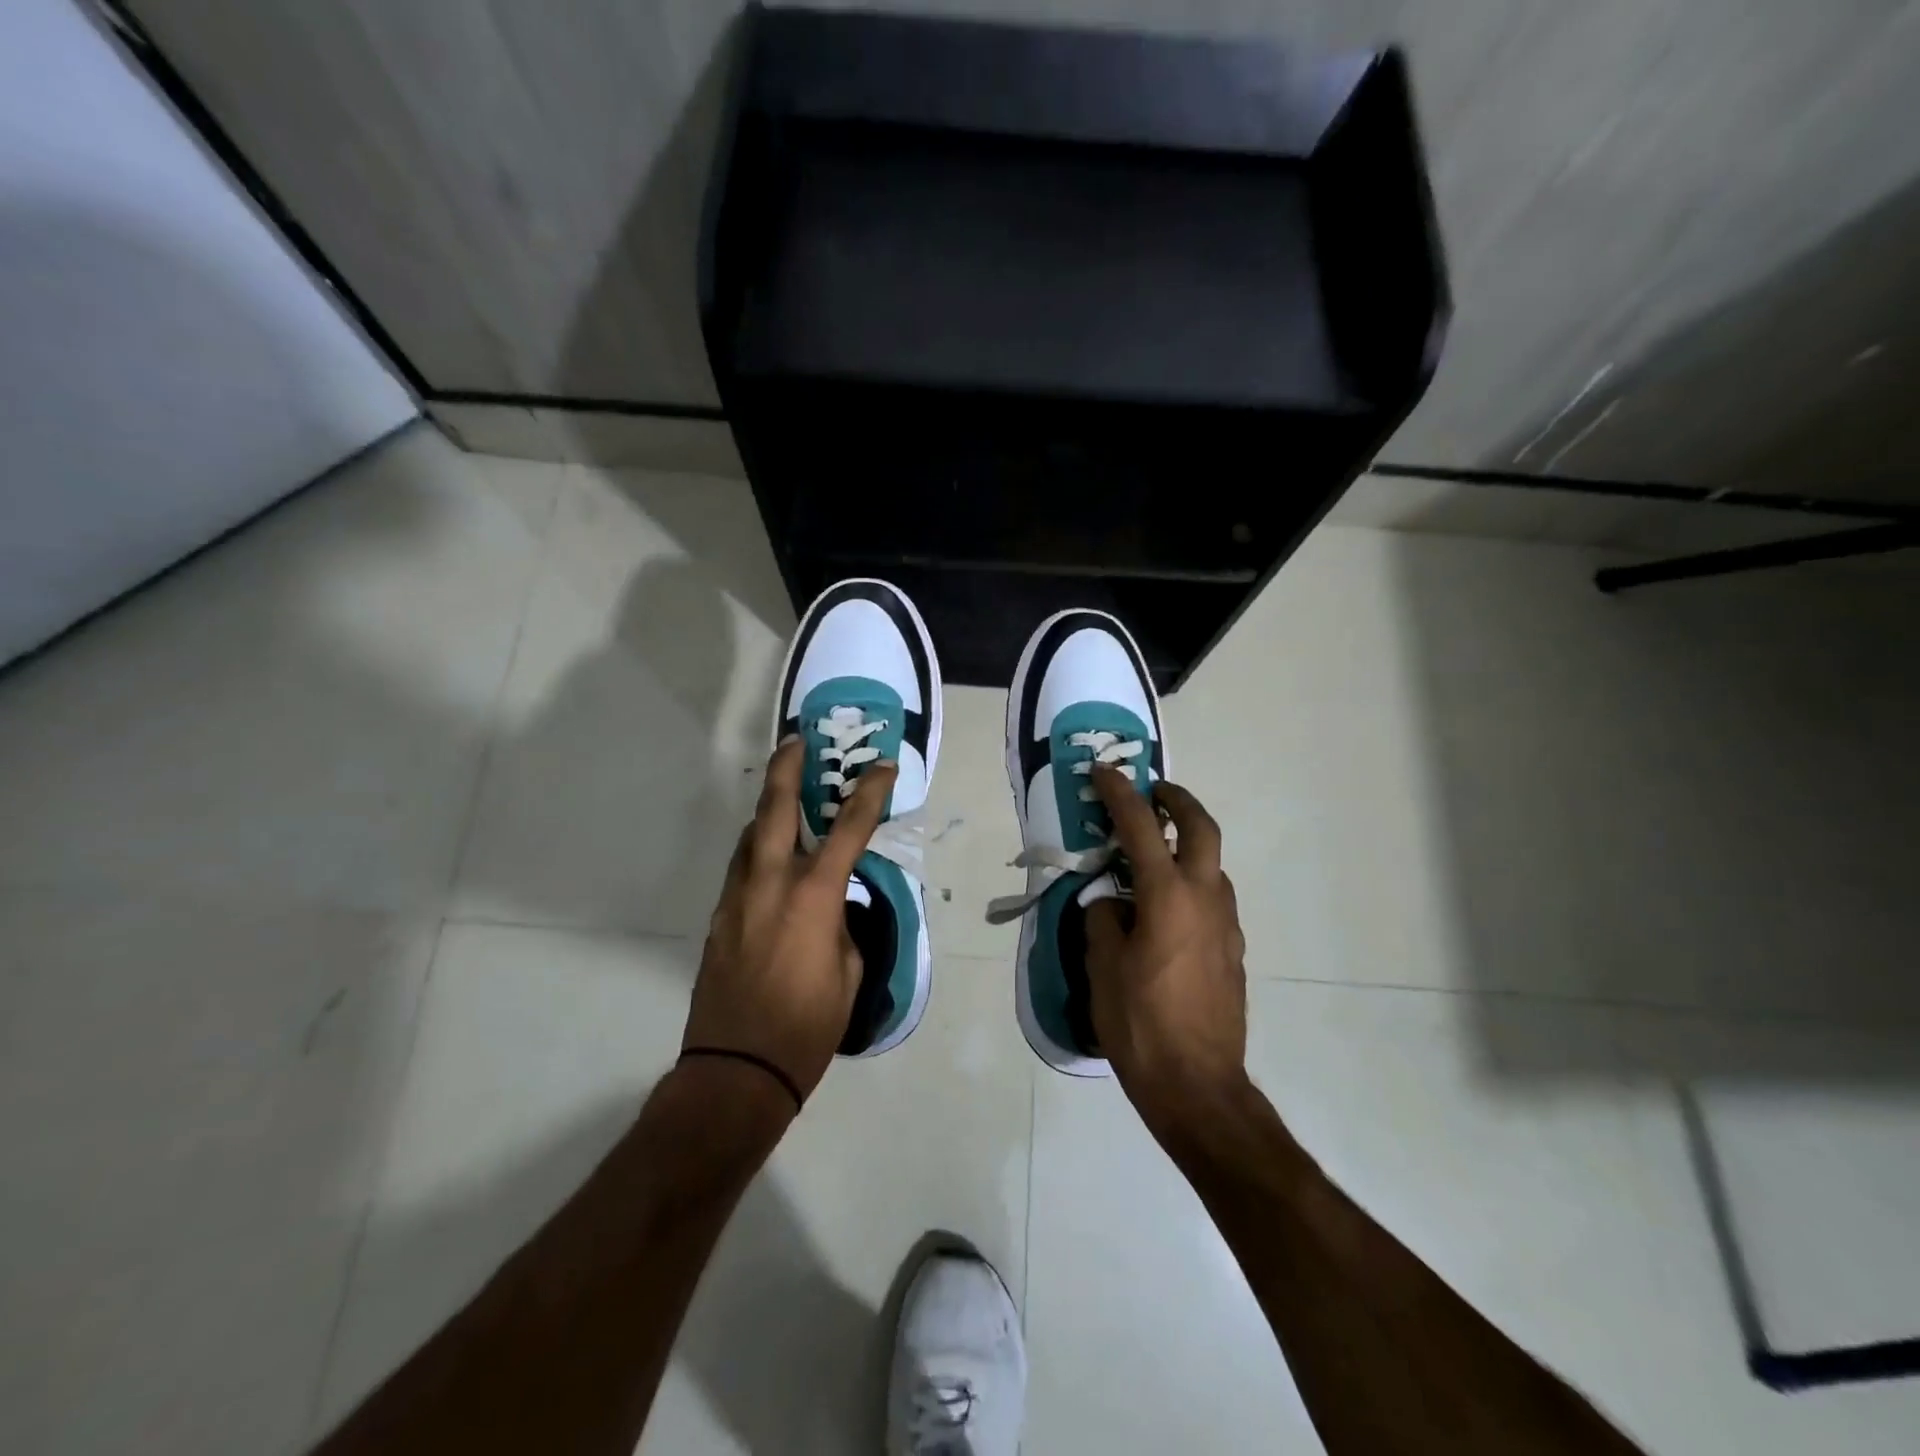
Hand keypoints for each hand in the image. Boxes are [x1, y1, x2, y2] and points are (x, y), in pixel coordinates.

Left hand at [684, 738, 896, 1101]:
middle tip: (796, 741)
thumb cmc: (806, 1026)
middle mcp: (771, 883)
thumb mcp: (848, 972)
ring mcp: (737, 898)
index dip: (870, 792)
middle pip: (776, 809)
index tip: (883, 766)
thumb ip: (841, 927)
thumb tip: (831, 909)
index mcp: (813, 895)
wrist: (735, 1069)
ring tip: (784, 796)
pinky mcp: (718, 918)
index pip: (850, 828)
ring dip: (768, 809)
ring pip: (750, 836)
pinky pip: (741, 868)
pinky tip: (769, 857)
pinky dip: (757, 850)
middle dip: (788, 768)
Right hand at [1085, 767, 1249, 1133]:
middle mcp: (1205, 899)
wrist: (1198, 1085)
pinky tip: (1165, 910)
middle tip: (1153, 792)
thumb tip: (1113, 903)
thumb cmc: (1141, 1023)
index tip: (1104, 770)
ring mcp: (1226, 925)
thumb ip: (1105, 920)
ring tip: (1152, 856)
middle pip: (1202, 829)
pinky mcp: (1233, 950)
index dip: (1120, 793)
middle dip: (1178, 801)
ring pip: (1213, 865)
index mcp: (1168, 897)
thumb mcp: (1103, 967)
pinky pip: (1213, 899)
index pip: (1141, 827)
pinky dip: (1192, 883)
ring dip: (1188, 845)